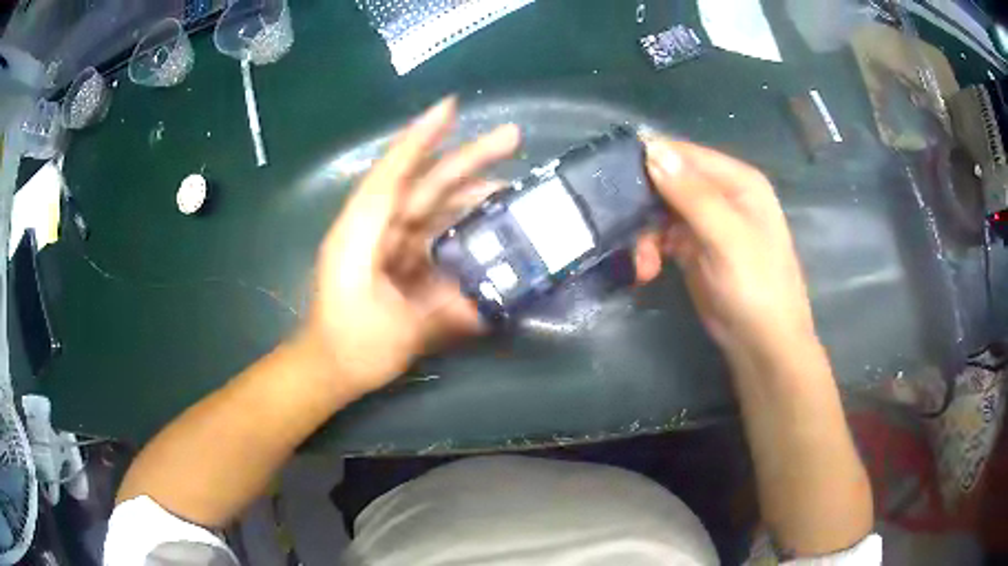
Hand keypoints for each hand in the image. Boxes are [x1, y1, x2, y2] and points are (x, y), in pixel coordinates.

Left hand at [302, 98, 519, 394]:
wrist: (330, 366)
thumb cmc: (352, 347)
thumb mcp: (398, 335)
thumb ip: (443, 315)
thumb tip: (489, 304)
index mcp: (361, 234)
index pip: (392, 175)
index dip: (420, 139)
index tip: (451, 107)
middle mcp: (375, 227)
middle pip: (423, 182)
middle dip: (466, 157)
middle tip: (512, 136)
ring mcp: (388, 240)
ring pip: (433, 202)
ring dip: (470, 189)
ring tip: (513, 183)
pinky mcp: (400, 255)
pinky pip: (435, 227)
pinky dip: (462, 219)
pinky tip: (490, 218)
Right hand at [633, 137, 815, 359]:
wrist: (762, 345)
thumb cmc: (755, 287)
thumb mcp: (726, 238)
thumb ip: (691, 193)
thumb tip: (651, 148)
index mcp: (737, 181)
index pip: (684, 154)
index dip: (650, 160)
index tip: (612, 176)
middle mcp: (721, 194)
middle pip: (668, 180)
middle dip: (644, 204)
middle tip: (622, 228)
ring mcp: (707, 222)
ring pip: (660, 210)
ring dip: (644, 234)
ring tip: (642, 264)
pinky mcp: (694, 249)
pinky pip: (662, 236)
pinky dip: (650, 250)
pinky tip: (646, 271)